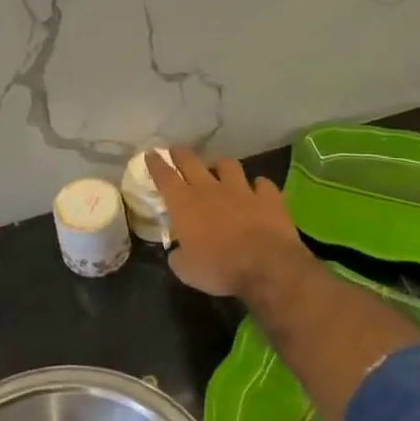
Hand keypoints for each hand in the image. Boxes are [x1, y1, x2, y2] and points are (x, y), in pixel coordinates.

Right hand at [147, 146, 318, 301]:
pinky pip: (263, 184)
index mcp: (184, 204)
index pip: (165, 176)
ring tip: (220, 169)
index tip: (151, 153)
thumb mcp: (186, 270)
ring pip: (228, 165)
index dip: (156, 164)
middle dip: (181, 154)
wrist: (265, 265)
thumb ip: (178, 256)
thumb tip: (177, 253)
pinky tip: (258, 190)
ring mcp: (241, 190)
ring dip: (221, 166)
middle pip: (192, 162)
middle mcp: (210, 189)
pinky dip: (259, 186)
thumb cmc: (218, 268)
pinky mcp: (268, 198)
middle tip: (176, 150)